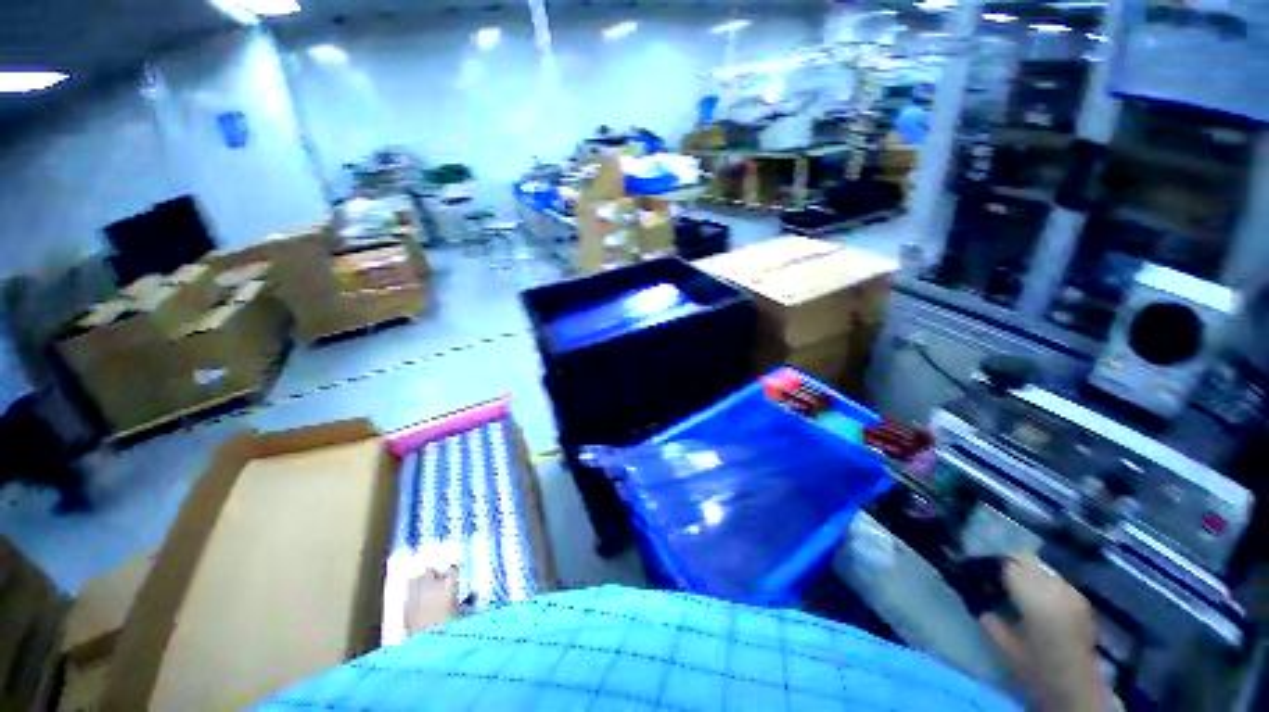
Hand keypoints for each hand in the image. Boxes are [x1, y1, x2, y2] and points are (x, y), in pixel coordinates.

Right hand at [980, 555, 1108, 710]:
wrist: (1077, 688)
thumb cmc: (1035, 667)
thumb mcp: (1003, 643)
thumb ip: (988, 615)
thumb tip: (977, 597)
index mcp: (1034, 595)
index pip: (1005, 563)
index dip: (988, 564)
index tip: (973, 570)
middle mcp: (1055, 586)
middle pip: (1025, 560)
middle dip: (1006, 565)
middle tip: (990, 577)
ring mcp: (1071, 591)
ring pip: (1040, 567)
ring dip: (1024, 572)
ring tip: (1012, 587)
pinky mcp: (1080, 599)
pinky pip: (1054, 580)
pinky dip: (1040, 582)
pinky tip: (1033, 597)